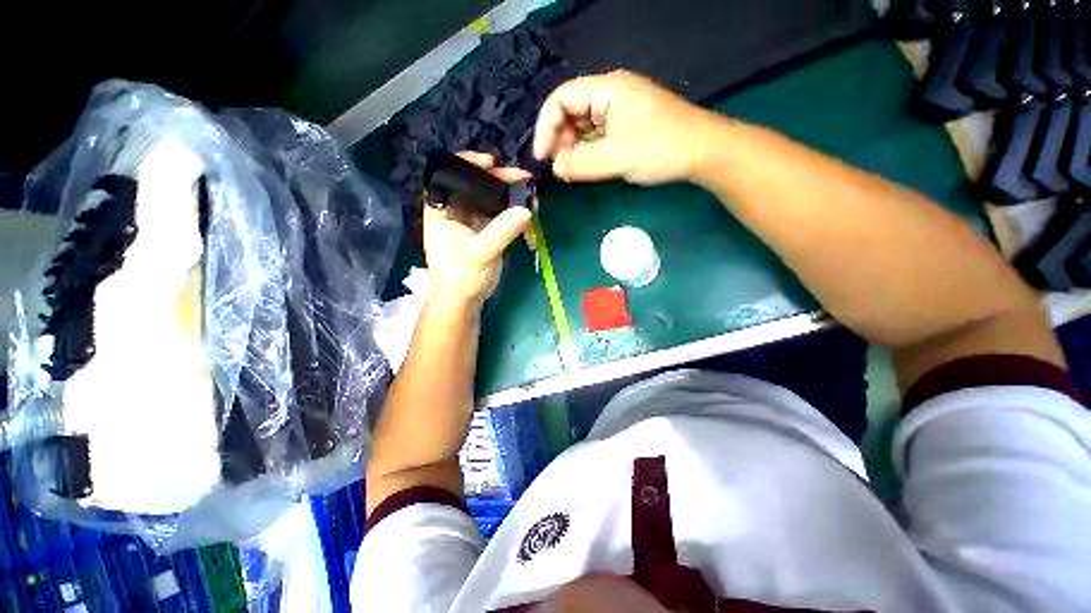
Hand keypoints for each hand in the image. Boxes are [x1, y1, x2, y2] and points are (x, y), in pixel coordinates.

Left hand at [423, 152, 532, 310]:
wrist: (465, 300)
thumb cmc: (461, 277)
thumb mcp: (479, 254)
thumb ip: (500, 232)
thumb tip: (526, 211)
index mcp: (441, 210)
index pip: (448, 175)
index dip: (467, 163)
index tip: (489, 162)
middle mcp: (455, 210)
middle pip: (474, 184)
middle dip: (496, 178)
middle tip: (519, 176)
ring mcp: (472, 220)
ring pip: (489, 198)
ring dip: (508, 193)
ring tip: (528, 189)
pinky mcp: (486, 231)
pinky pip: (500, 213)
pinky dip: (513, 210)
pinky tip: (527, 207)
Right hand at [533, 70, 713, 184]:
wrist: (702, 152)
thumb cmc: (661, 149)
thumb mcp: (617, 157)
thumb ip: (581, 163)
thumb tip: (556, 168)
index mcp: (607, 89)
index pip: (561, 99)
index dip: (546, 127)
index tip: (542, 157)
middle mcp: (610, 95)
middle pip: (570, 112)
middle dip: (559, 140)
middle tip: (560, 168)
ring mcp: (619, 110)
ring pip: (583, 126)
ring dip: (573, 148)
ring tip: (572, 170)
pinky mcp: (626, 126)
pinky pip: (597, 136)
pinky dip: (587, 151)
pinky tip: (586, 167)